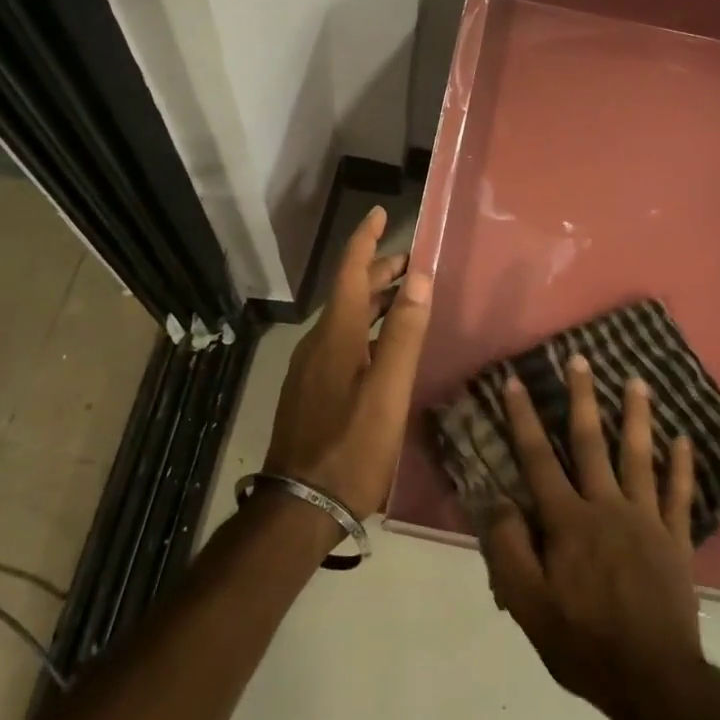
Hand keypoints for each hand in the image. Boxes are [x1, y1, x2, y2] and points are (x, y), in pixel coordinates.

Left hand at [263, 206, 433, 519]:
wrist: (299, 506)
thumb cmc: (351, 448)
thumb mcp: (387, 392)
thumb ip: (403, 335)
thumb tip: (419, 279)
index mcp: (336, 335)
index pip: (350, 272)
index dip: (364, 240)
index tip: (379, 213)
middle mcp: (319, 342)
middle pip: (349, 293)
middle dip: (378, 271)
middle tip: (412, 262)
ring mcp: (311, 368)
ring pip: (345, 319)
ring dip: (373, 300)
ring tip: (404, 296)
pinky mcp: (311, 390)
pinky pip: (341, 341)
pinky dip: (365, 327)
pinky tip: (382, 345)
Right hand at [481, 355, 703, 719]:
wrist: (655, 682)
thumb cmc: (584, 643)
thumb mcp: (528, 604)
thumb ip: (508, 547)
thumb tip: (494, 497)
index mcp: (567, 521)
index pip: (538, 458)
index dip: (523, 418)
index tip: (515, 381)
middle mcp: (606, 507)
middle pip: (590, 442)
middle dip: (582, 397)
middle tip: (581, 358)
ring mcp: (646, 520)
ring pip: (638, 456)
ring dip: (636, 416)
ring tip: (636, 381)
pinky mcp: (675, 540)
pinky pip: (679, 495)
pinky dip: (682, 465)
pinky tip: (684, 438)